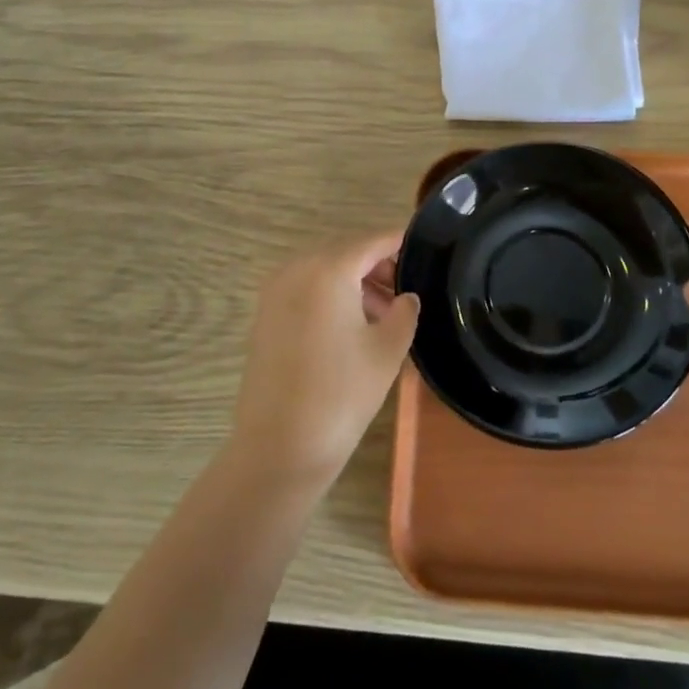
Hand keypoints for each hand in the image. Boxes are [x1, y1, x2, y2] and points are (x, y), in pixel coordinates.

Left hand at [229, 231, 419, 487]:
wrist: (279, 447)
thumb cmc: (341, 393)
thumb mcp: (388, 350)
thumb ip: (404, 312)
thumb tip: (406, 297)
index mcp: (328, 269)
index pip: (373, 241)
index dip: (400, 243)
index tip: (425, 250)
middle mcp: (296, 269)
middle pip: (346, 253)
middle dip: (377, 266)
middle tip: (406, 292)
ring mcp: (274, 293)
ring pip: (324, 272)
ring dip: (354, 284)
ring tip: (384, 315)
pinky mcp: (264, 317)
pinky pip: (305, 291)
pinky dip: (330, 298)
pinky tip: (351, 328)